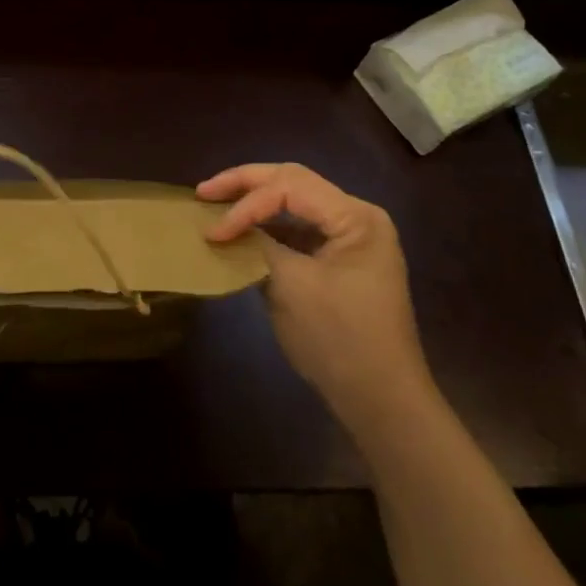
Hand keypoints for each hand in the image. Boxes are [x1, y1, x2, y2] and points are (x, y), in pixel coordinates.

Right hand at [199, 162, 436, 432]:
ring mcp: (350, 239)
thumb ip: (258, 245)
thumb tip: (224, 228)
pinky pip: (298, 230)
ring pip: (294, 203)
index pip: (289, 187)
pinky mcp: (339, 261)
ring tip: (216, 205)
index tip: (212, 233)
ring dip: (255, 203)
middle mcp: (357, 217)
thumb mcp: (292, 286)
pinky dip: (268, 229)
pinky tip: (241, 234)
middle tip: (204, 191)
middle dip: (246, 185)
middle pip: (293, 183)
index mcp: (356, 217)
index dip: (245, 205)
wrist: (382, 402)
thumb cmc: (340, 340)